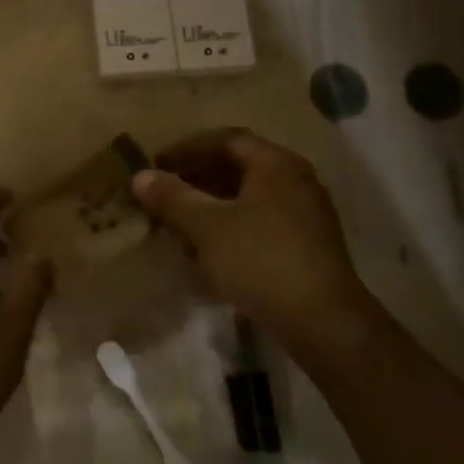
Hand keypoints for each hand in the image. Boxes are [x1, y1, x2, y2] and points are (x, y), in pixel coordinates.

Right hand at [131, 129, 372, 354]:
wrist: (324, 324)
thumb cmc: (260, 262)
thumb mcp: (207, 227)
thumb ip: (172, 197)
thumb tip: (140, 176)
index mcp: (275, 164)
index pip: (225, 139)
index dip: (187, 148)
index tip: (157, 164)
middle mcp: (295, 179)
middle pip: (239, 166)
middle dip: (197, 178)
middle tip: (164, 193)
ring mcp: (306, 213)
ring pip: (249, 197)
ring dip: (212, 204)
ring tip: (180, 223)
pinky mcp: (307, 244)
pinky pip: (261, 220)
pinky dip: (231, 225)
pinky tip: (209, 251)